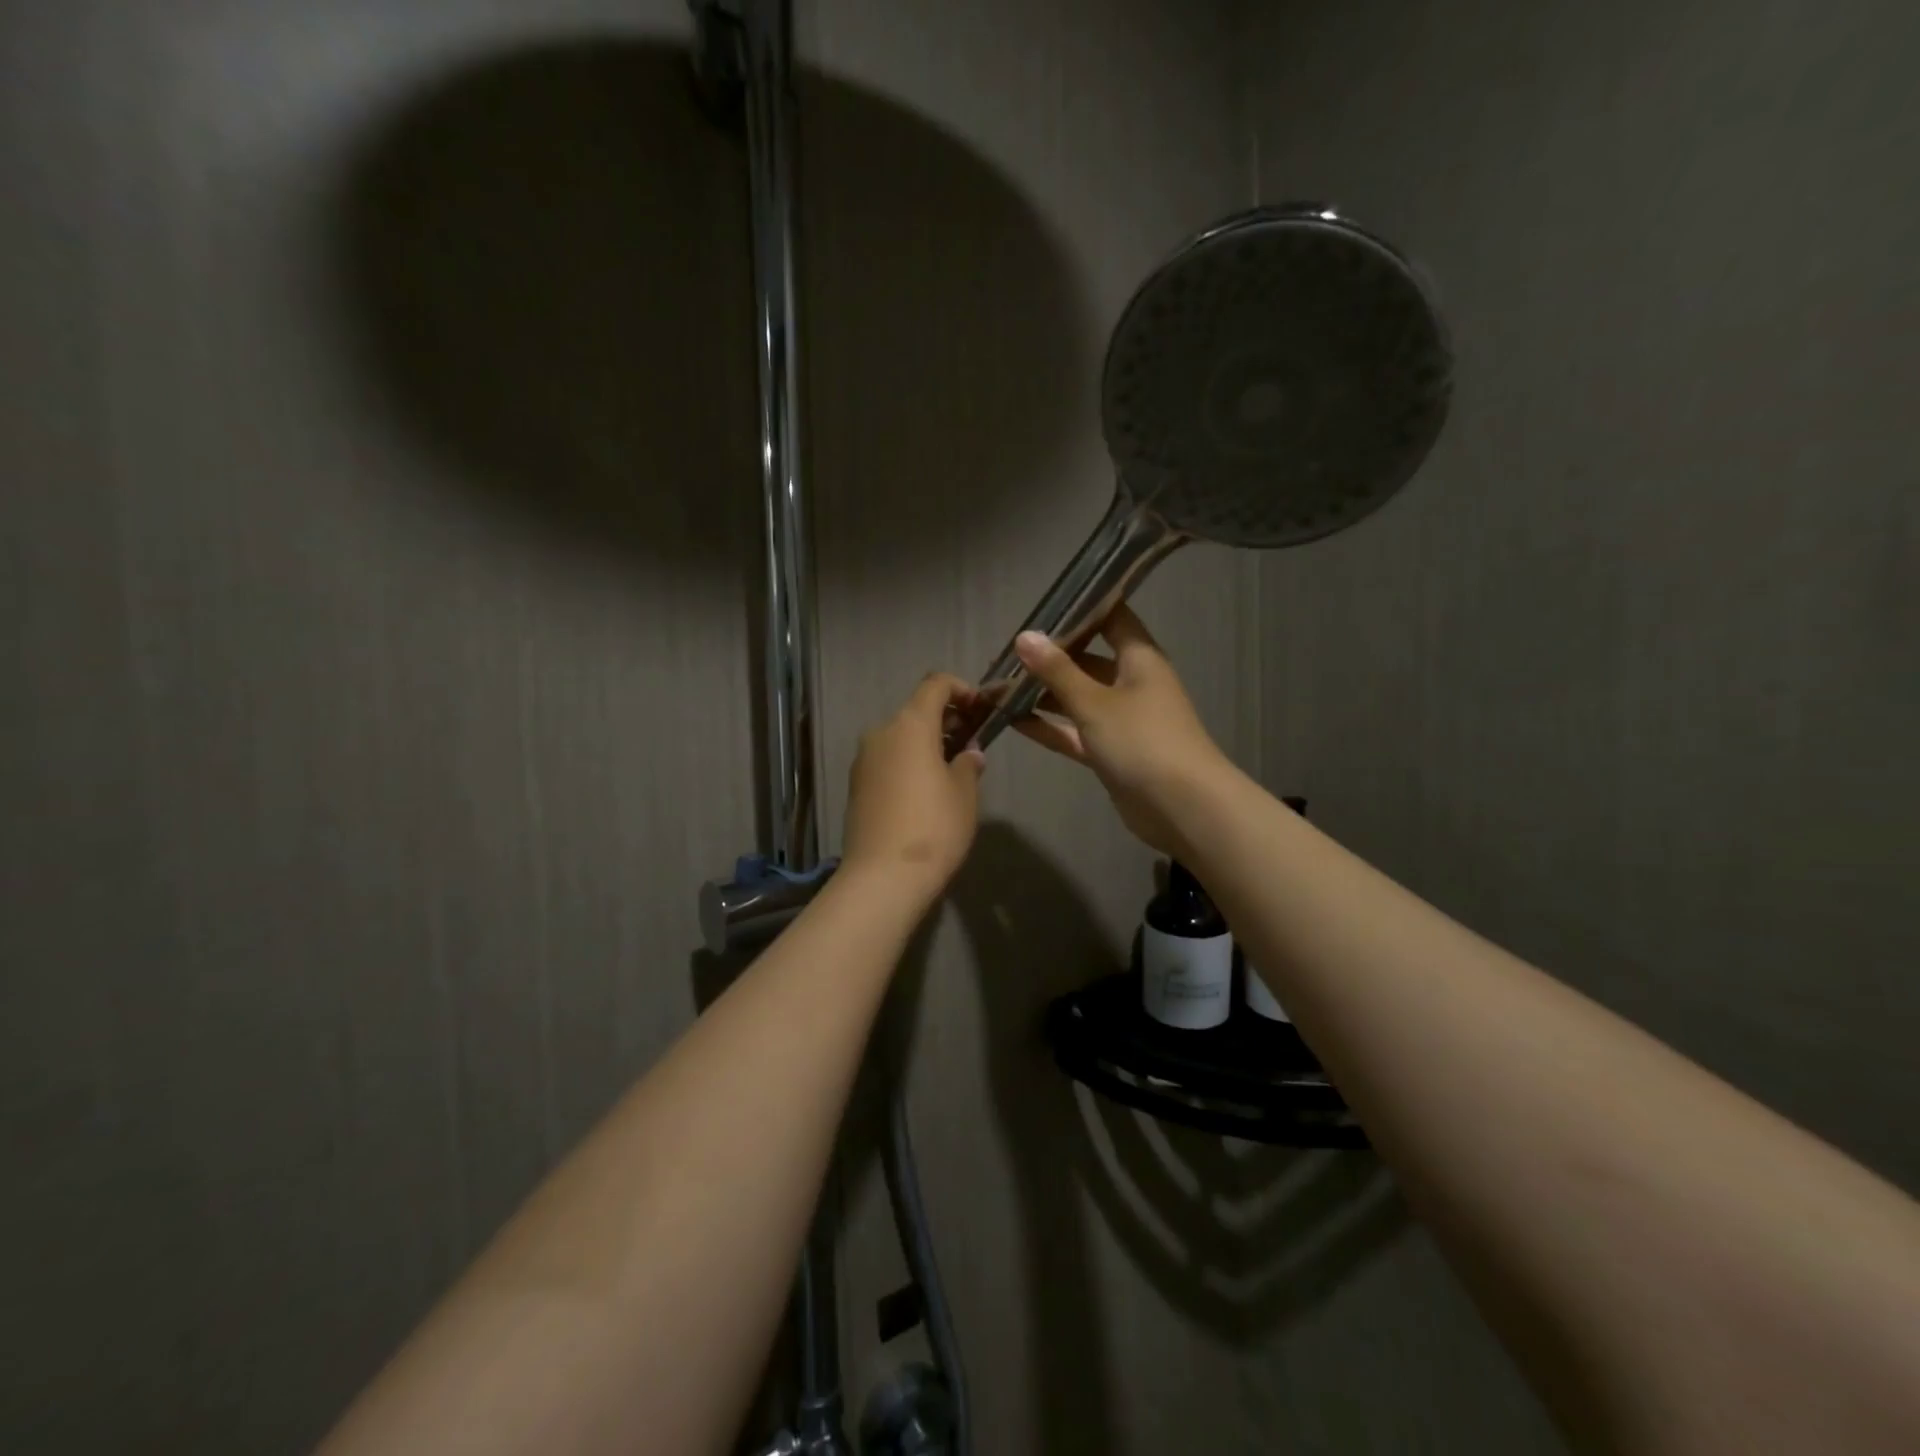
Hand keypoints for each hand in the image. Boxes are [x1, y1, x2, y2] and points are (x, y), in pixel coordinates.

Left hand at [841, 674, 986, 899]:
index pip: (935, 685)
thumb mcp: (964, 794)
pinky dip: (908, 762)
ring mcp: (863, 760)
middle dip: (946, 720)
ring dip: (926, 743)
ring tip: (952, 769)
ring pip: (900, 738)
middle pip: (916, 712)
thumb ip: (968, 764)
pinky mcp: (856, 785)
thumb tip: (969, 754)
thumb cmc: (934, 827)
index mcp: (910, 725)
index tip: (980, 708)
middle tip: (972, 742)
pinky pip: (887, 760)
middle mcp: (881, 733)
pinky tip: (925, 791)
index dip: (961, 689)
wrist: (883, 877)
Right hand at [1011, 605, 1231, 856]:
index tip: (1042, 606)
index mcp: (1139, 659)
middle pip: (1088, 660)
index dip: (1081, 609)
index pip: (1111, 619)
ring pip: (1079, 698)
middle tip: (1007, 654)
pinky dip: (1051, 727)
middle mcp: (1132, 683)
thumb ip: (1057, 671)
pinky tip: (1014, 721)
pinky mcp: (1113, 752)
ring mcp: (1123, 720)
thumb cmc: (1142, 740)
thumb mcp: (1094, 702)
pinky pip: (1077, 732)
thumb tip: (1024, 636)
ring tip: (1001, 687)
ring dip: (1045, 694)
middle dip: (1050, 658)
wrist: (1182, 807)